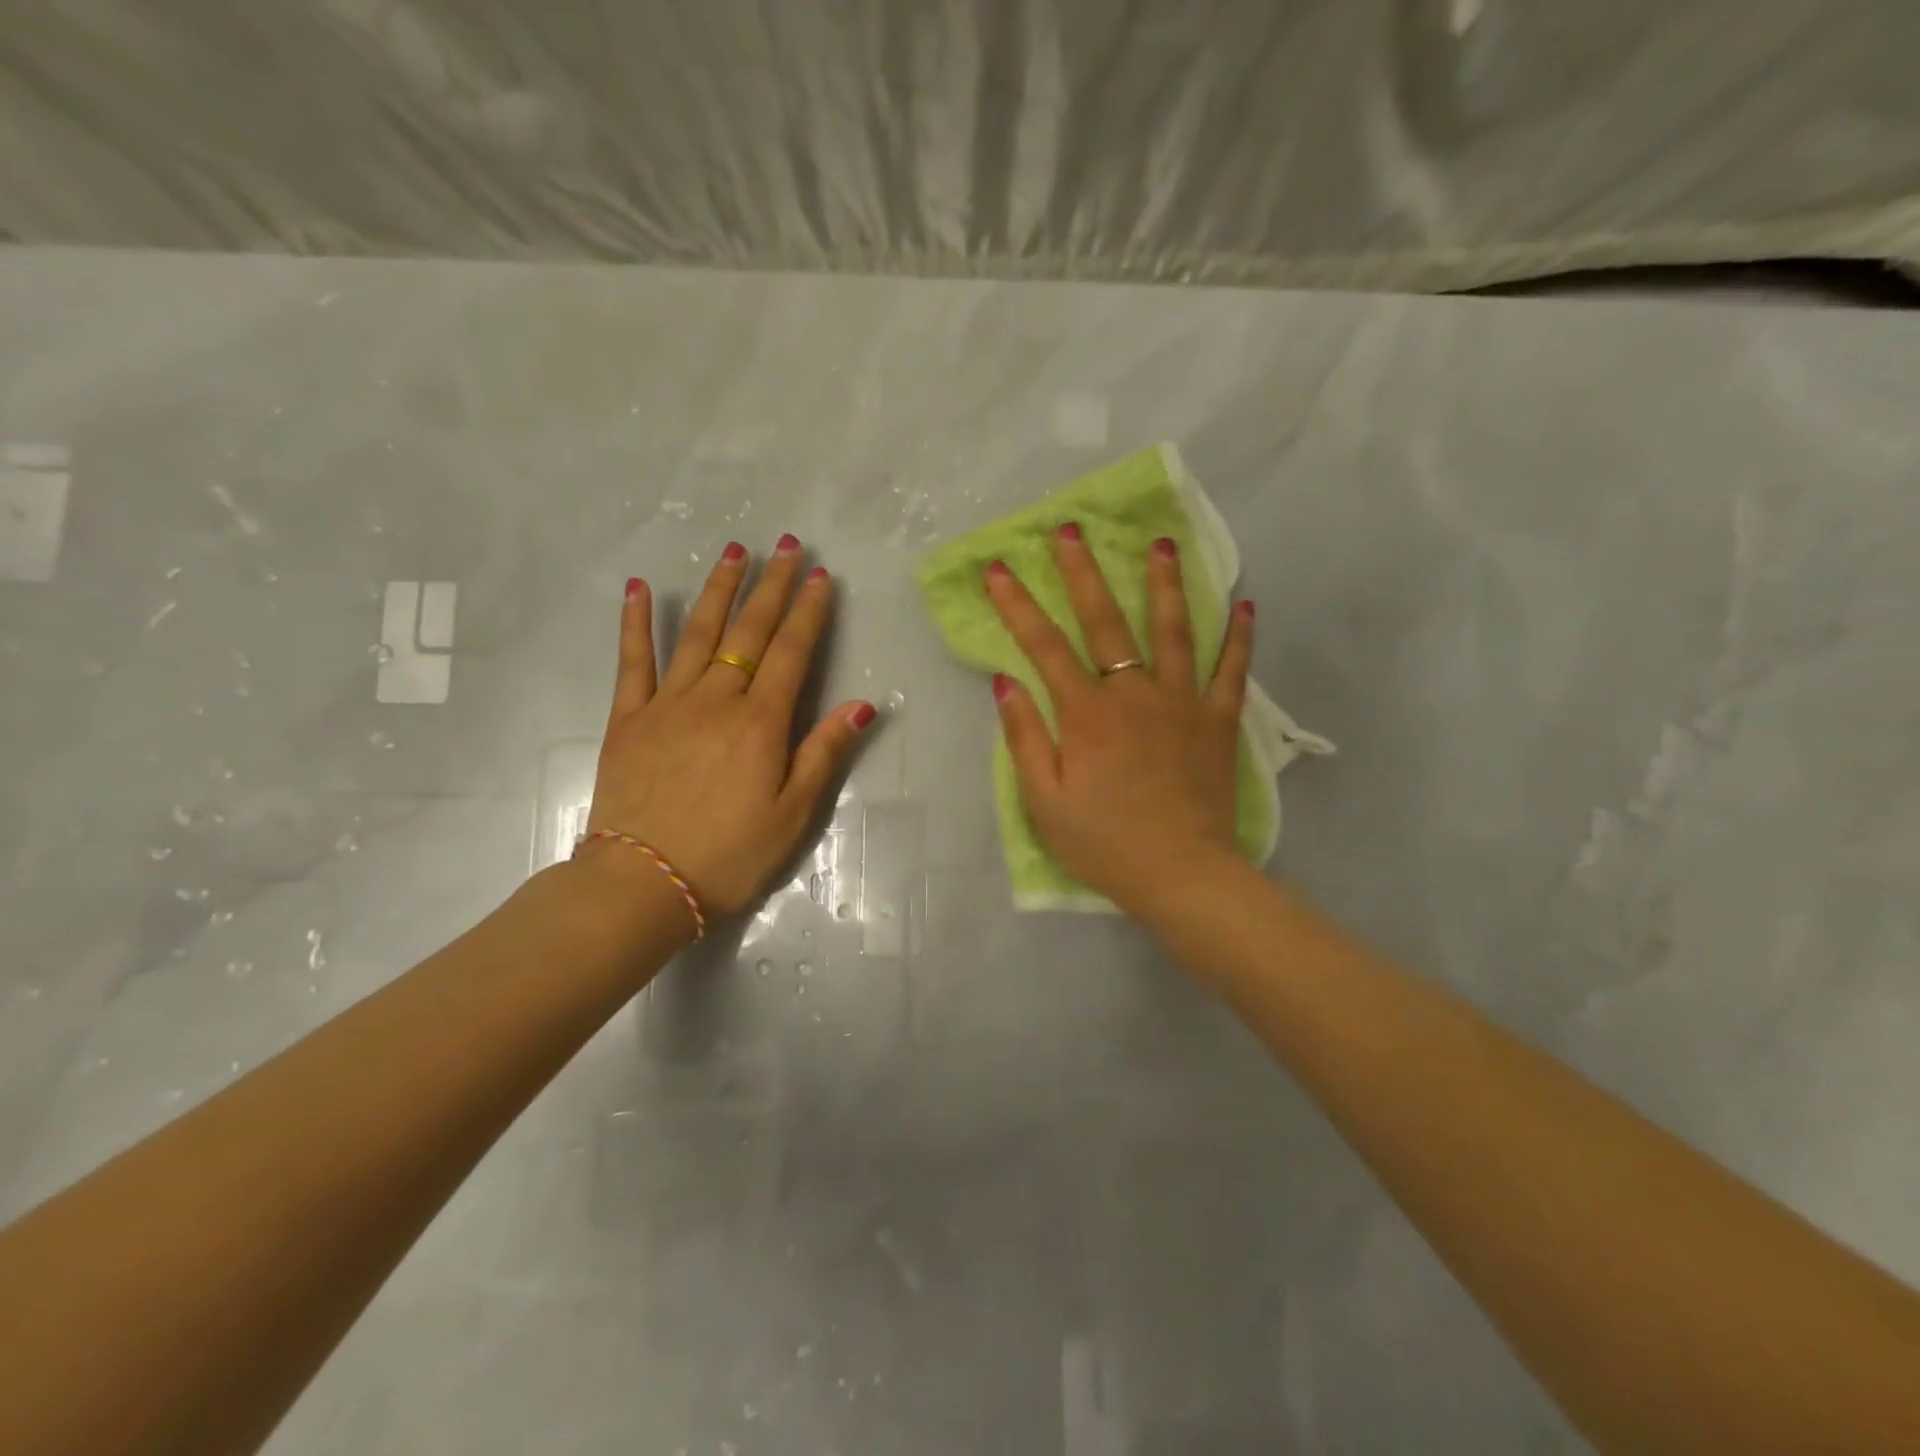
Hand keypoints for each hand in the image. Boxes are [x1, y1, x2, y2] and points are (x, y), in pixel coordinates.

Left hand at [584, 535, 875, 919]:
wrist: (642, 883)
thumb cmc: (730, 855)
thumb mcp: (793, 814)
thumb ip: (824, 753)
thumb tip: (862, 705)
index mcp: (761, 723)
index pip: (792, 653)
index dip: (809, 612)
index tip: (820, 576)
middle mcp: (716, 700)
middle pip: (749, 632)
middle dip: (772, 586)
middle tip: (788, 545)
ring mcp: (667, 704)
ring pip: (697, 633)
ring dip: (718, 589)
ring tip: (734, 551)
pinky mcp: (628, 718)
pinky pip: (632, 661)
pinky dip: (635, 623)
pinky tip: (639, 588)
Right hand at [985, 526, 1253, 916]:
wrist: (1182, 874)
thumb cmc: (1103, 842)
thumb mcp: (1044, 800)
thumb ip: (1024, 736)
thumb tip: (1006, 681)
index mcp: (1086, 713)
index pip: (1044, 646)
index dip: (1018, 606)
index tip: (1000, 569)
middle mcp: (1133, 693)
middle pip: (1106, 621)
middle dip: (1084, 573)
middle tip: (1072, 531)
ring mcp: (1182, 702)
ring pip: (1173, 630)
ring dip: (1164, 583)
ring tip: (1161, 543)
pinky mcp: (1218, 721)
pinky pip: (1232, 670)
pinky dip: (1239, 637)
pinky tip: (1246, 606)